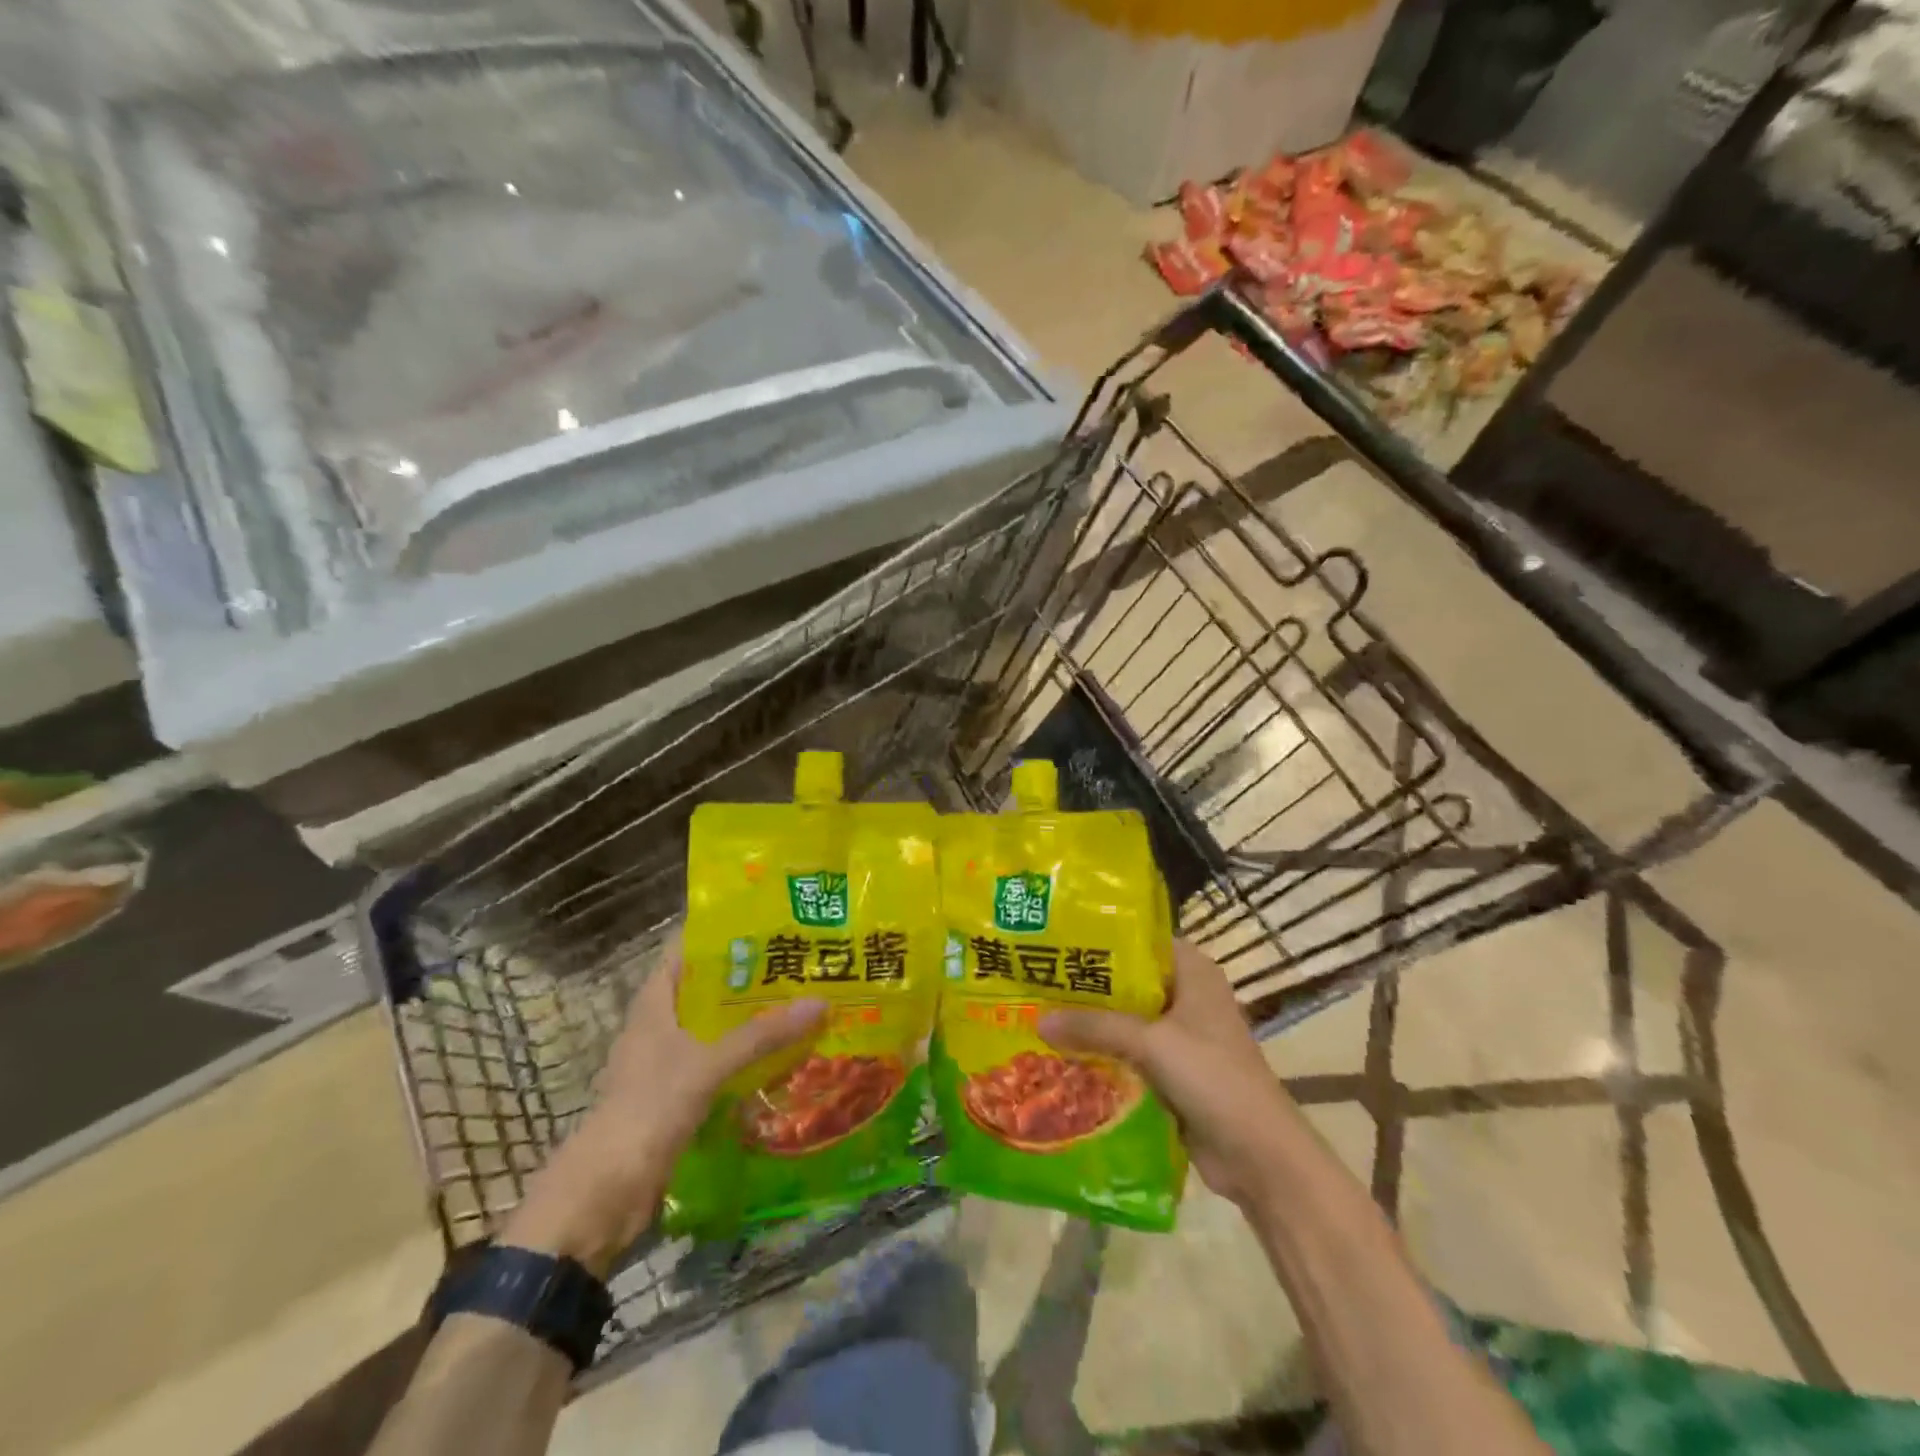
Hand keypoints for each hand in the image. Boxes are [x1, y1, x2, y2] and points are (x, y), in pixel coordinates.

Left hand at [502, 944, 825, 1272]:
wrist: (604, 1194)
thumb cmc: (648, 1109)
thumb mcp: (707, 1065)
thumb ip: (762, 1034)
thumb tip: (820, 1002)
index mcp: (653, 1003)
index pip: (685, 949)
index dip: (721, 932)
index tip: (766, 920)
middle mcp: (660, 1024)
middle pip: (707, 987)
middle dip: (749, 976)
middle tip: (799, 959)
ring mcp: (668, 1061)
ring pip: (716, 1026)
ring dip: (752, 1018)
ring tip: (802, 1000)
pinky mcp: (679, 1095)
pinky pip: (720, 1062)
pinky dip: (747, 1055)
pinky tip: (784, 1053)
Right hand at [1040, 939, 1297, 1207]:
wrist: (1260, 1156)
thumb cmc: (1214, 1078)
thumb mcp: (1151, 1042)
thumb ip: (1095, 1026)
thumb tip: (1037, 1019)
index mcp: (1193, 971)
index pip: (1139, 938)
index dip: (1099, 937)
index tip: (1055, 938)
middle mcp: (1186, 995)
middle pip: (1127, 981)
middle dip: (1086, 985)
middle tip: (1036, 978)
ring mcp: (1180, 1035)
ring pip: (1125, 1019)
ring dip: (1090, 1023)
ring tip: (1037, 1014)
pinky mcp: (1172, 1071)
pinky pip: (1128, 1053)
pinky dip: (1102, 1054)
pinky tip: (1062, 1055)